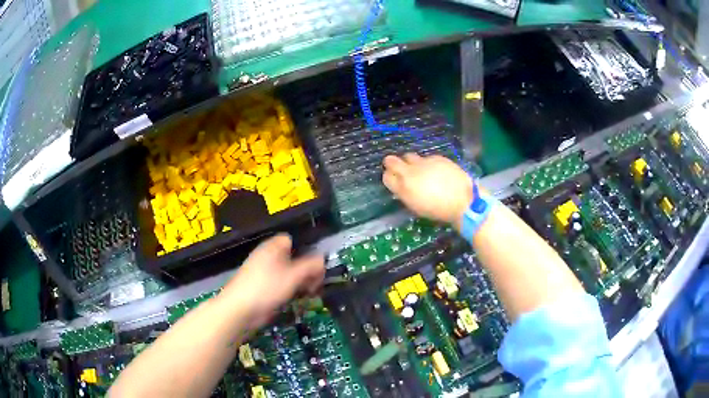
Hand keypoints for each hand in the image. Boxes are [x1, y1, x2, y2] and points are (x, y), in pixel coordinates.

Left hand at [220, 234, 324, 329]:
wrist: (240, 310)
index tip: (317, 265)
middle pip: (293, 257)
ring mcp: (264, 273)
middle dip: (307, 269)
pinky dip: (291, 290)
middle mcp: (268, 257)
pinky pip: (282, 284)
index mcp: (273, 247)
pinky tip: (298, 300)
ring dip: (301, 282)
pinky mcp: (263, 288)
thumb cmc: (267, 287)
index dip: (306, 249)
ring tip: (310, 293)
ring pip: (288, 273)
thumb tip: (323, 259)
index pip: (292, 240)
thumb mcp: (294, 275)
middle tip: (317, 283)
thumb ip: (311, 265)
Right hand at [383, 154, 473, 226]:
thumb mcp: (416, 206)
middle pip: (391, 161)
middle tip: (398, 167)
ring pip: (408, 156)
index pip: (386, 176)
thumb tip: (401, 185)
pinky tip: (436, 171)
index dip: (389, 177)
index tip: (393, 179)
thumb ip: (405, 193)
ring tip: (419, 170)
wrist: (462, 200)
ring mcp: (423, 162)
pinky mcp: (436, 157)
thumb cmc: (438, 210)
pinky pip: (426, 158)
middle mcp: (410, 172)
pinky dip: (428, 164)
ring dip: (410, 162)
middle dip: (391, 163)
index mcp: (404, 188)